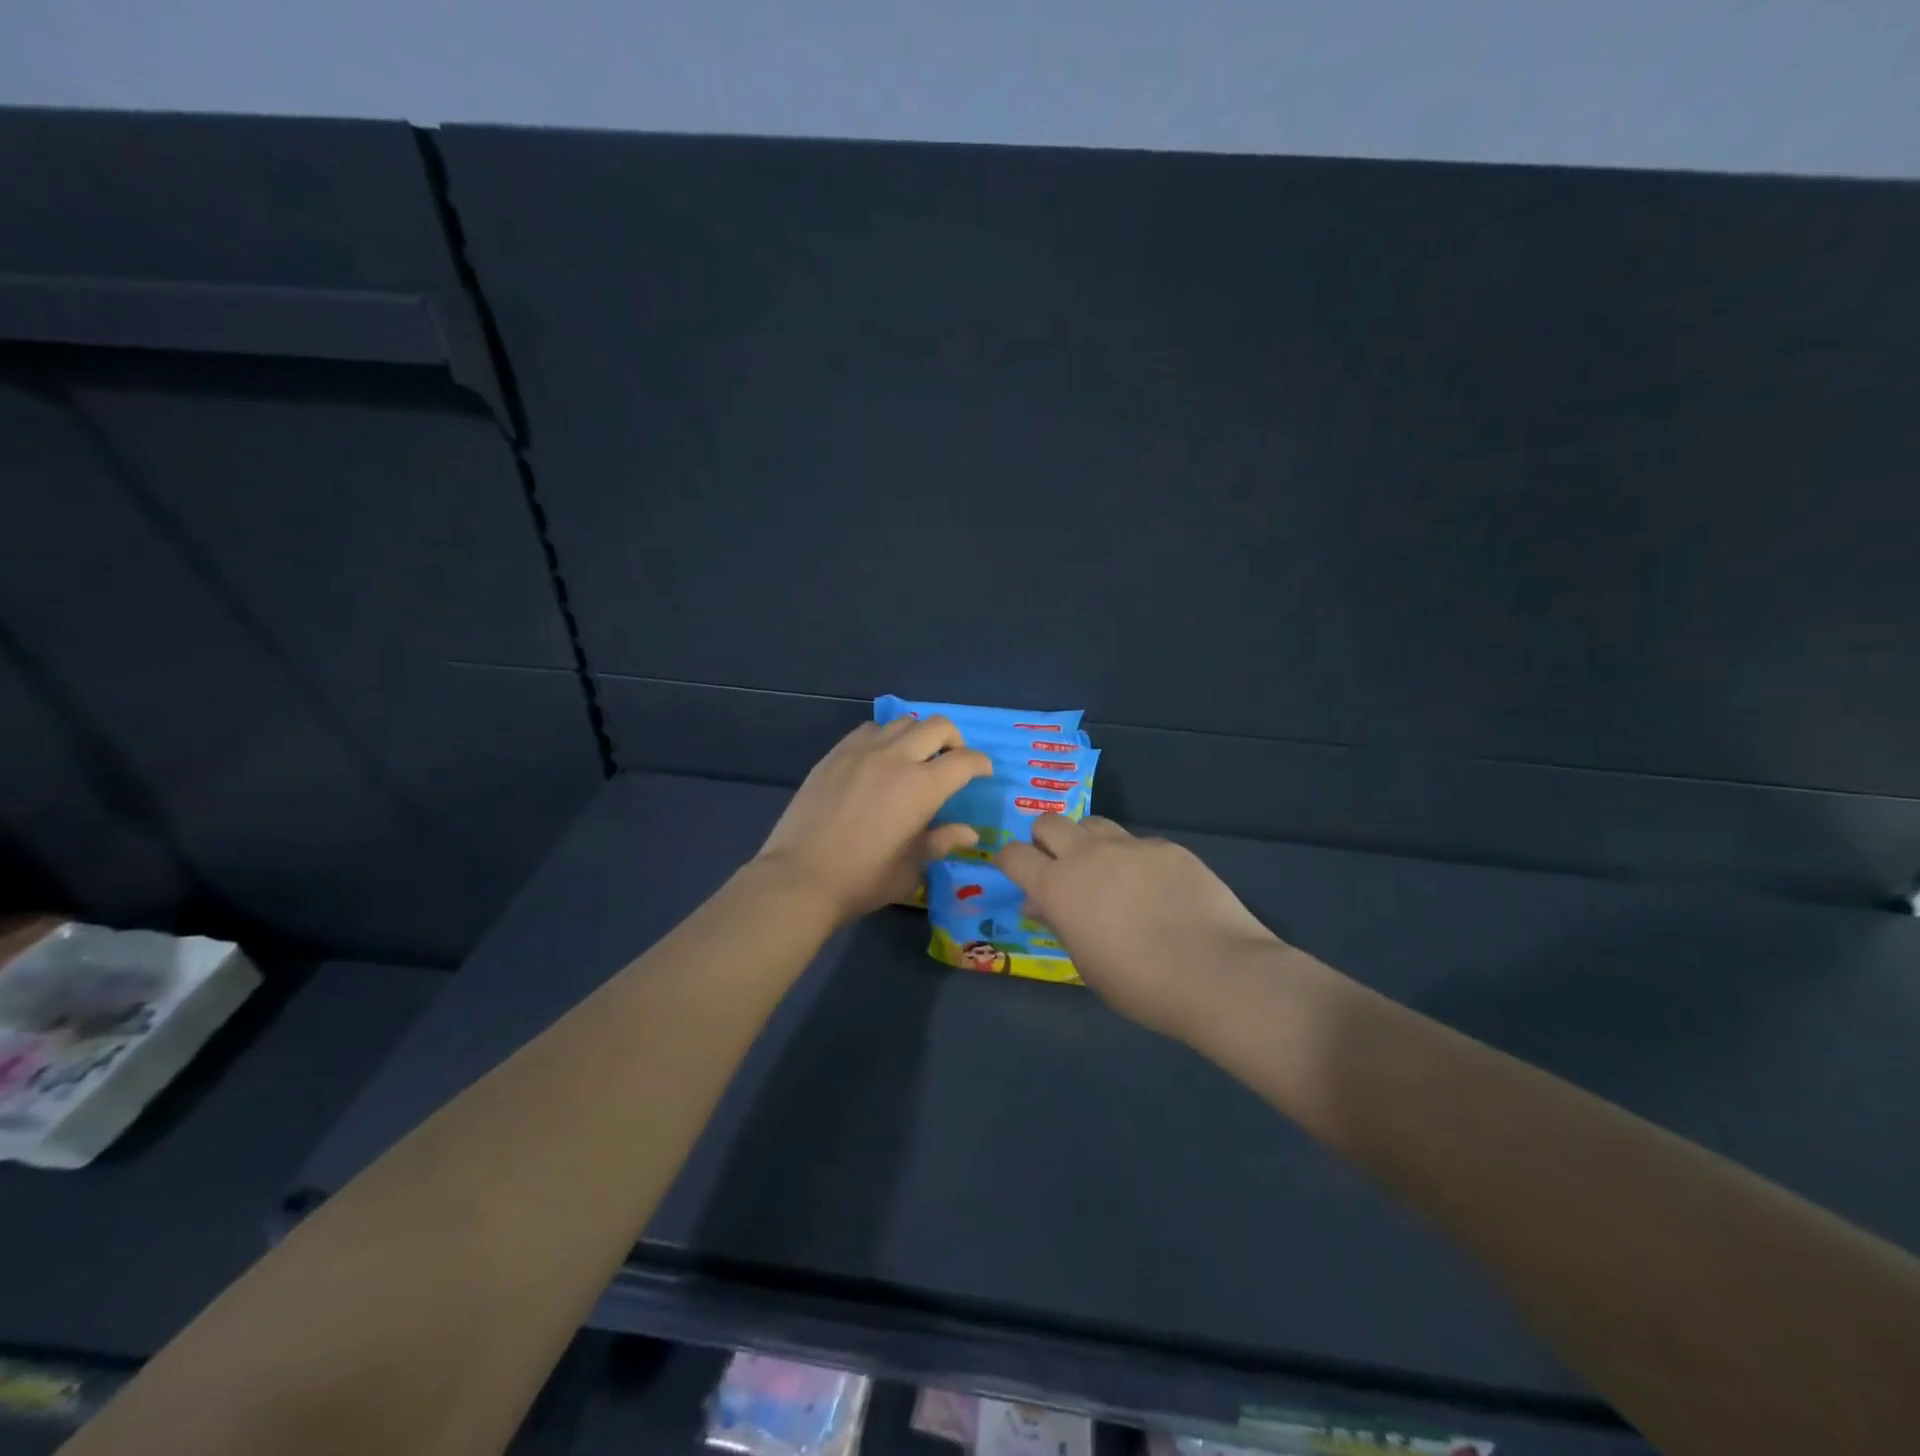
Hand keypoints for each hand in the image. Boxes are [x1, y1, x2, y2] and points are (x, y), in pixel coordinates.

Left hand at [756, 718, 992, 922]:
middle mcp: (896, 758)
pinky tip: (878, 759)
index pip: (964, 760)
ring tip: (913, 758)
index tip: (982, 772)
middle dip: (954, 740)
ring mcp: (861, 752)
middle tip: (951, 761)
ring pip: (902, 722)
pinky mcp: (834, 754)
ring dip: (917, 735)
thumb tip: (969, 832)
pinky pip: (868, 730)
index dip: (980, 763)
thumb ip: (942, 841)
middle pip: (937, 726)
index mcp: (922, 787)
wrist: (800, 877)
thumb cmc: (863, 879)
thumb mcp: (912, 867)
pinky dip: (884, 737)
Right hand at [999, 815, 1282, 1036]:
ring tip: (1104, 870)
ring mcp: (1130, 846)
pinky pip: (1138, 843)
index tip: (1015, 873)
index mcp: (1058, 886)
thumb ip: (1059, 925)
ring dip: (1087, 841)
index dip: (1008, 860)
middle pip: (1049, 822)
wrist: (1216, 972)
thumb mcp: (1086, 963)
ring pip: (1093, 823)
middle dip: (1044, 839)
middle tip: (1058, 866)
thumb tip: (1039, 904)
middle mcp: (1088, 855)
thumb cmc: (1139, 984)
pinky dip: (1133, 858)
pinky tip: (1154, 887)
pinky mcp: (1168, 847)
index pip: (1013, 854)